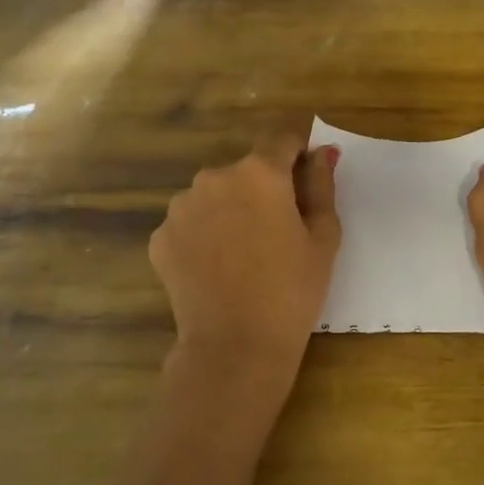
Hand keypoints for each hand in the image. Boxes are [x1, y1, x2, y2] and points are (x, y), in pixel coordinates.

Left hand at [149, 130, 341, 402]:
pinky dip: (204, 236)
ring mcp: (181, 207)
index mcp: (260, 172)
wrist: (235, 345)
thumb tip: (322, 152)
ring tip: (244, 254)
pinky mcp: (160, 237)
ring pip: (214, 195)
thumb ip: (322, 185)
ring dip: (230, 210)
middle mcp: (215, 177)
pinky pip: (190, 224)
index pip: (281, 139)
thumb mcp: (323, 237)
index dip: (297, 152)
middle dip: (262, 188)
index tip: (305, 176)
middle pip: (245, 170)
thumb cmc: (293, 290)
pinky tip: (218, 268)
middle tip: (278, 231)